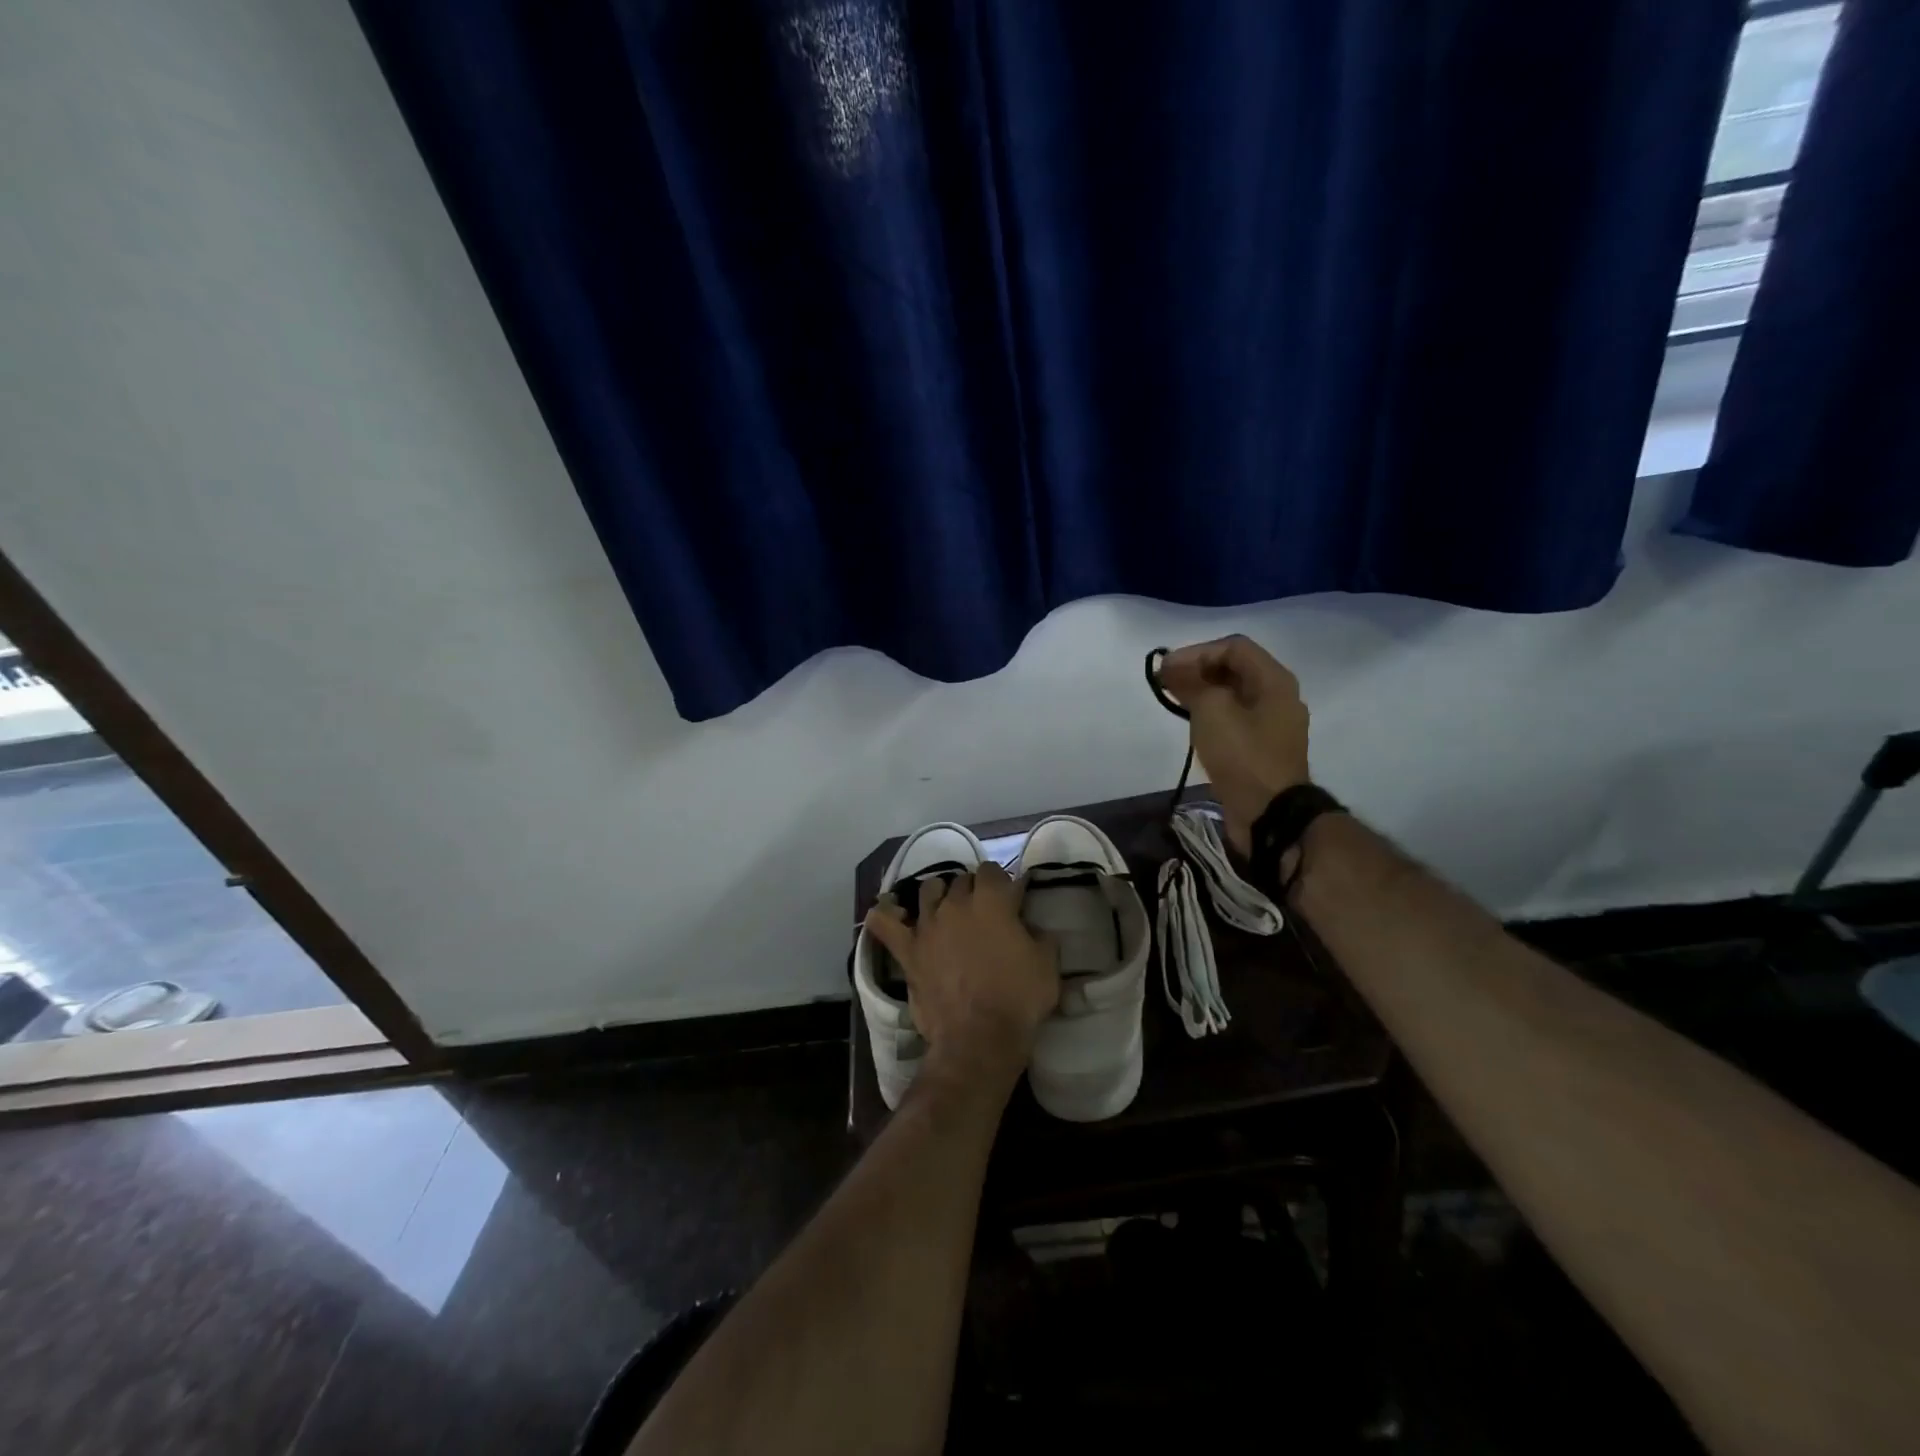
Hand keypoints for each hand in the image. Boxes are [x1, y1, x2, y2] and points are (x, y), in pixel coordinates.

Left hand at [863, 863, 1059, 1090]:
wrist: (979, 1038)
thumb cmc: (1019, 999)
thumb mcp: (1047, 964)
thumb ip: (1040, 935)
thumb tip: (1031, 926)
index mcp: (992, 900)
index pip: (992, 871)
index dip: (1000, 883)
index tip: (1008, 900)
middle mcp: (956, 903)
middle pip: (961, 880)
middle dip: (972, 890)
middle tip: (982, 912)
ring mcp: (927, 925)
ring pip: (928, 891)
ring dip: (939, 896)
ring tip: (946, 911)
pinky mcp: (908, 950)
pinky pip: (885, 923)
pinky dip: (885, 914)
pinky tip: (889, 912)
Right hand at [1158, 634, 1310, 854]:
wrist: (1270, 815)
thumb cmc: (1243, 756)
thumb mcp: (1212, 711)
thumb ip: (1192, 683)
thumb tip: (1173, 668)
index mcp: (1274, 680)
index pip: (1234, 647)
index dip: (1197, 651)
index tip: (1167, 668)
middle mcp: (1278, 697)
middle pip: (1235, 668)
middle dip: (1198, 669)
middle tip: (1165, 682)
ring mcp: (1272, 724)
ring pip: (1233, 694)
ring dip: (1202, 691)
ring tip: (1172, 699)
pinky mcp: (1261, 748)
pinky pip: (1234, 718)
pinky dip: (1211, 713)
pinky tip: (1191, 722)